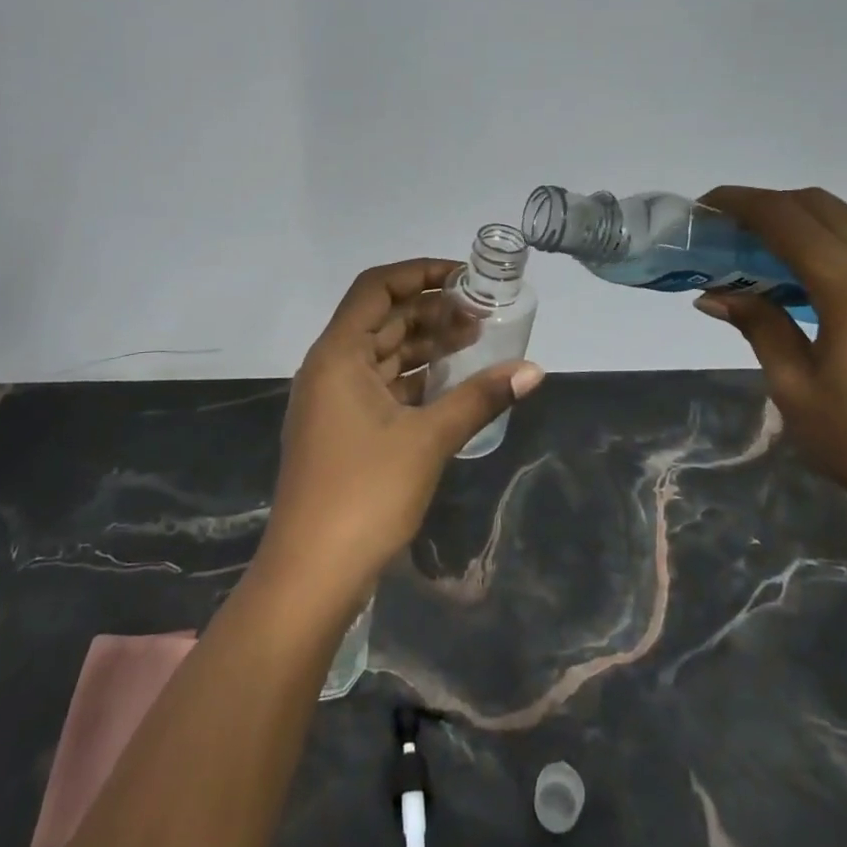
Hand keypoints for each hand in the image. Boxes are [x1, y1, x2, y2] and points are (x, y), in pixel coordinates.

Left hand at [253, 259, 543, 607]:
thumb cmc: (365, 493)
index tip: (465, 277)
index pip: (377, 288)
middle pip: (382, 318)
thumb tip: (534, 371)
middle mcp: (330, 367)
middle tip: (481, 313)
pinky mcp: (342, 429)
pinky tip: (451, 382)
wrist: (311, 573)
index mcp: (338, 354)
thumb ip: (480, 398)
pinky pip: (381, 385)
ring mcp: (333, 400)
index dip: (420, 273)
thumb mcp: (429, 440)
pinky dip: (414, 378)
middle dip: (431, 310)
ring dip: (425, 344)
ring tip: (476, 340)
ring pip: (383, 353)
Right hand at [693, 187, 846, 542]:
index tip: (706, 205)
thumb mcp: (795, 389)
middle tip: (731, 230)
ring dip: (808, 216)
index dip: (740, 202)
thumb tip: (715, 294)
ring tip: (774, 246)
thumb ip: (759, 326)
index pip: (786, 219)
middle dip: (768, 205)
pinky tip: (828, 263)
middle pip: (820, 205)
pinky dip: (845, 231)